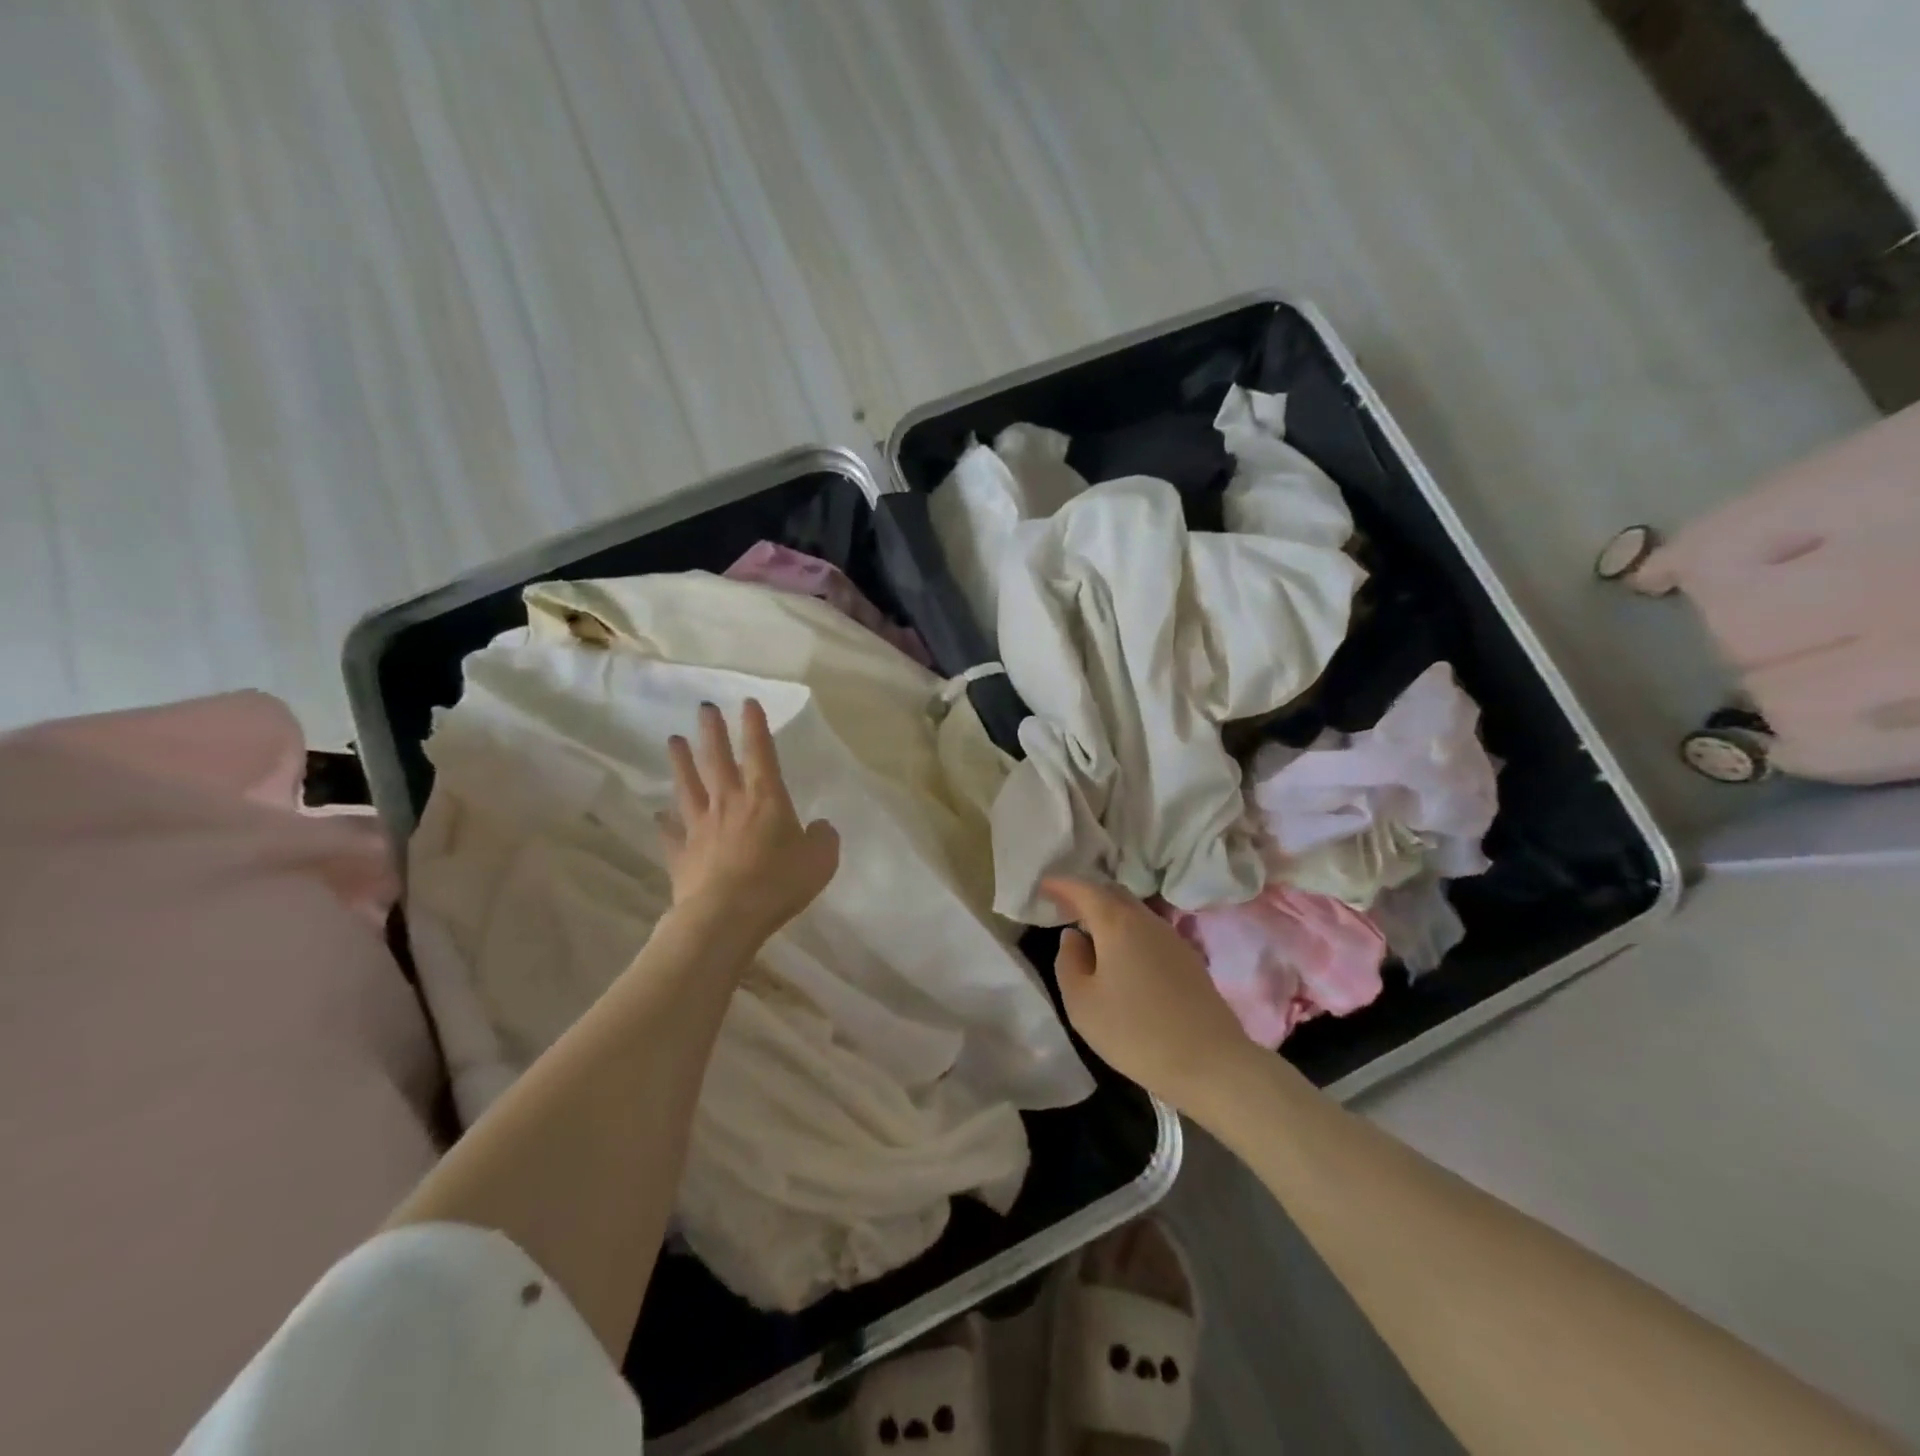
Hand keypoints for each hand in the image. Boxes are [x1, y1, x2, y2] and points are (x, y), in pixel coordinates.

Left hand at [660, 699, 839, 944]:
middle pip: (717, 760)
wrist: (726, 917)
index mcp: (764, 798)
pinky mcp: (682, 855)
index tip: (747, 703)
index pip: (760, 752)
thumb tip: (819, 827)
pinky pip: (671, 834)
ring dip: (681, 763)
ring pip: (688, 787)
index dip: (754, 726)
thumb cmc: (778, 883)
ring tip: (673, 741)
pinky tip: (658, 815)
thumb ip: (823, 838)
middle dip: (711, 732)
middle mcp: (729, 803)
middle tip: (703, 708)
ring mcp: (700, 828)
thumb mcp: (820, 860)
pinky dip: (664, 823)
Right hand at [1044, 878, 1253, 1109]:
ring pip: (1134, 912)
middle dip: (1087, 895)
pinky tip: (1123, 957)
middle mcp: (1146, 920)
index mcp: (1117, 923)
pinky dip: (1129, 932)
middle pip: (1113, 894)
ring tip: (1091, 933)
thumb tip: (1073, 937)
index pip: (1084, 890)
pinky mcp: (1189, 959)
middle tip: (1065, 908)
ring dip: (1110, 915)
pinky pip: (1150, 931)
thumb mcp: (1082, 1003)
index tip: (1043, 886)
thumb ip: (1069, 962)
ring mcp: (1173, 938)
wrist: (1211, 1063)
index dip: (1061, 885)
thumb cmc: (1135, 1032)